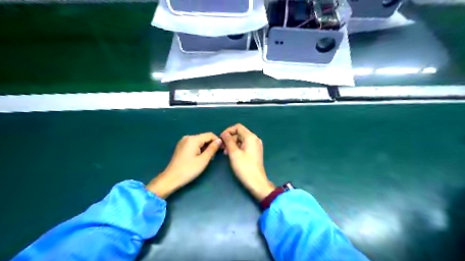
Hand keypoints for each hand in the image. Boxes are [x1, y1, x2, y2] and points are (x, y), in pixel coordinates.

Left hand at [147, 132, 221, 197]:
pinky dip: (199, 149)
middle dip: (211, 145)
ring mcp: (183, 142)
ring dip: (206, 148)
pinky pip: (194, 144)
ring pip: (199, 141)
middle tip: (215, 156)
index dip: (217, 141)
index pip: (210, 135)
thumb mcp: (203, 160)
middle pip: (204, 137)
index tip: (222, 149)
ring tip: (208, 159)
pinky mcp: (181, 147)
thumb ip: (212, 149)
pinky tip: (200, 157)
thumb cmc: (189, 169)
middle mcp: (188, 137)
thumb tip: (219, 141)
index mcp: (193, 139)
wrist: (171, 178)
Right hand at [220, 124, 272, 200]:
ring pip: (241, 140)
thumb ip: (228, 141)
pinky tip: (231, 155)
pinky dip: (237, 148)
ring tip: (225, 152)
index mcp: (251, 137)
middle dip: (230, 138)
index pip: (238, 127)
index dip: (228, 131)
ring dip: (232, 144)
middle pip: (240, 133)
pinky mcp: (255, 152)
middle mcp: (255, 139)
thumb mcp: (234, 153)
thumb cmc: (244, 167)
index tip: (221, 138)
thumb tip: (224, 134)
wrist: (256, 182)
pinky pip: (244, 145)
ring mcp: (256, 146)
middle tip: (222, 147)